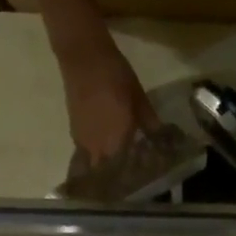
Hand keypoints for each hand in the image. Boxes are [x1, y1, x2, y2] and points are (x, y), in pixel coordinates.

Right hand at [59, 41, 159, 165]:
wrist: (82, 57)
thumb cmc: (115, 76)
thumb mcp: (139, 98)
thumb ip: (149, 122)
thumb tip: (160, 138)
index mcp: (117, 140)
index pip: (126, 170)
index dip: (133, 176)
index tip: (141, 178)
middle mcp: (98, 147)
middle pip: (107, 174)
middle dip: (116, 177)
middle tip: (128, 175)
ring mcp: (83, 142)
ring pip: (95, 165)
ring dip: (104, 168)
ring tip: (115, 166)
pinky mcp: (74, 133)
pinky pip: (86, 154)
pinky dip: (95, 156)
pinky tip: (104, 150)